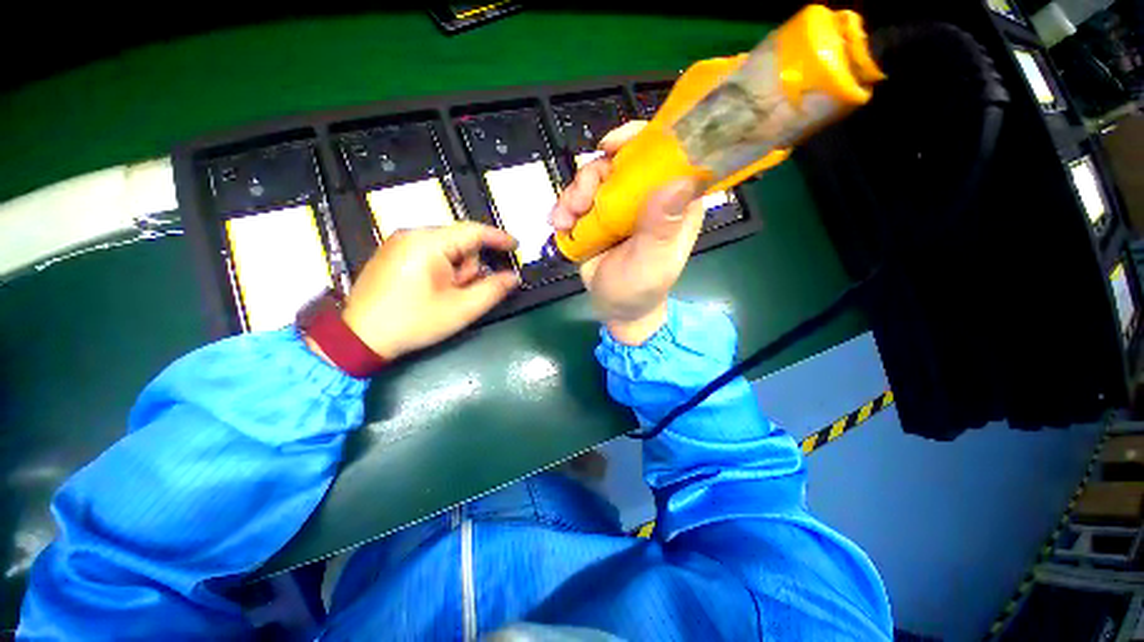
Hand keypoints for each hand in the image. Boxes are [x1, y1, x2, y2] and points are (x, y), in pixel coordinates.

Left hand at [335, 223, 519, 359]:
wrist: (359, 338)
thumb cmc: (414, 322)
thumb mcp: (461, 309)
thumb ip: (493, 290)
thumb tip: (513, 277)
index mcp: (428, 243)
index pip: (473, 231)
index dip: (499, 238)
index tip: (517, 246)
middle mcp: (412, 234)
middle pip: (460, 242)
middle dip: (469, 267)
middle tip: (462, 293)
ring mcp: (399, 242)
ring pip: (446, 249)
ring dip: (455, 270)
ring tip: (445, 295)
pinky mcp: (393, 253)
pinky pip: (430, 253)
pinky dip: (442, 269)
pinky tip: (433, 290)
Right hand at [550, 121, 705, 344]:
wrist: (615, 307)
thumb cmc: (641, 287)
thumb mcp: (653, 260)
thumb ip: (662, 226)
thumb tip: (677, 179)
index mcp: (675, 201)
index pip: (668, 153)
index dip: (641, 139)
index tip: (611, 146)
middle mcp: (648, 195)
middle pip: (620, 160)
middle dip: (593, 175)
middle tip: (579, 201)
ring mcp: (620, 205)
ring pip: (594, 177)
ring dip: (573, 194)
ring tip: (565, 220)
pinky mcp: (598, 216)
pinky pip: (578, 197)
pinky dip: (565, 207)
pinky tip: (559, 224)